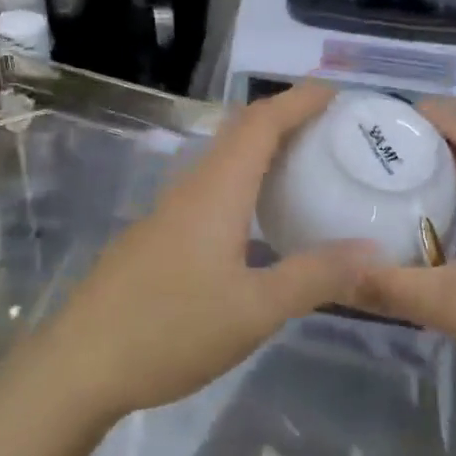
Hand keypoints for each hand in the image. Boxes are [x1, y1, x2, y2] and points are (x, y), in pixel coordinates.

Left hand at [38, 83, 375, 422]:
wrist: (82, 362)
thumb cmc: (171, 330)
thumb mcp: (254, 310)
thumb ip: (314, 277)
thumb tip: (373, 251)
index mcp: (216, 191)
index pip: (260, 124)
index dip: (297, 101)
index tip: (335, 93)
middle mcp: (191, 188)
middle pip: (239, 133)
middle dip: (283, 118)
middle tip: (330, 127)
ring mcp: (170, 211)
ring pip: (222, 161)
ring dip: (262, 150)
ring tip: (304, 165)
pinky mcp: (159, 235)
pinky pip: (211, 189)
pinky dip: (243, 182)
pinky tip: (258, 219)